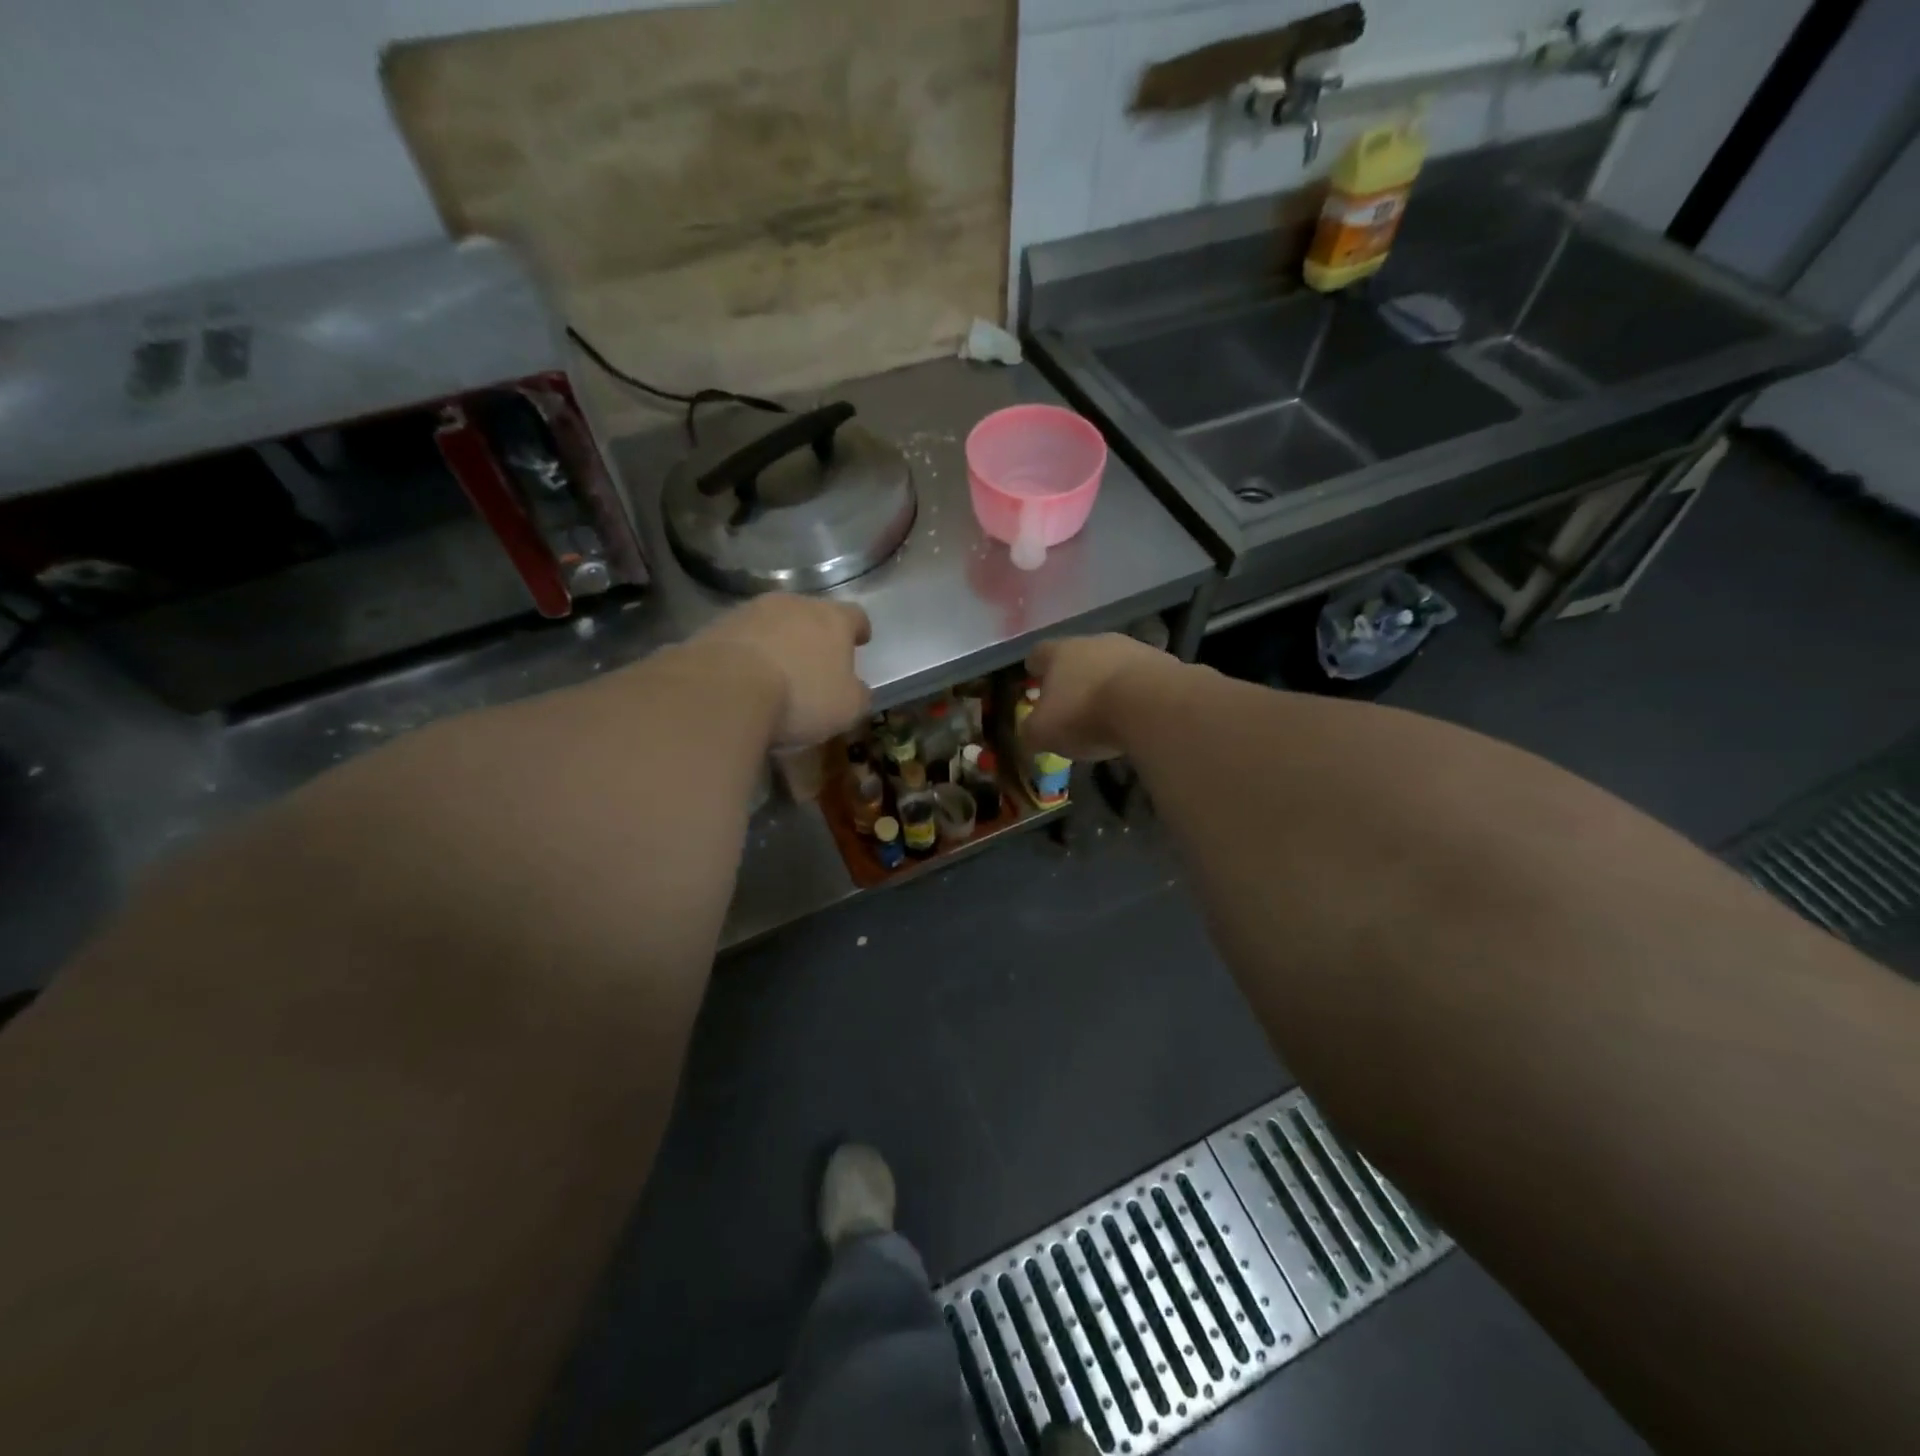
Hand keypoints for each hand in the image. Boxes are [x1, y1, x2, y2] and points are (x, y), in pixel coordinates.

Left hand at [694, 594, 872, 746]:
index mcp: (832, 619)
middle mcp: (792, 605)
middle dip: (814, 635)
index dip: (859, 629)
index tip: (861, 640)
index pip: (854, 615)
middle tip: (816, 661)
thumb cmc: (801, 697)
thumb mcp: (847, 708)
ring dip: (778, 642)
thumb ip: (858, 695)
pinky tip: (745, 679)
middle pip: (810, 614)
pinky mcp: (715, 627)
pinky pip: (741, 639)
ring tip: (777, 672)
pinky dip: (748, 654)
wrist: (724, 690)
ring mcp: (750, 612)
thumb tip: (858, 689)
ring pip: (772, 623)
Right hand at [1022, 633, 1181, 760]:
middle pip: (1077, 656)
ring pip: (1111, 665)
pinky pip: (1140, 678)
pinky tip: (1135, 716)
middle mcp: (1094, 641)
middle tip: (1071, 704)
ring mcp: (1132, 648)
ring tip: (1106, 713)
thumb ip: (1030, 732)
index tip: (1034, 683)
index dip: (1034, 669)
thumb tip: (1029, 733)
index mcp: (1059, 652)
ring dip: (1106, 684)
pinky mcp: (1163, 663)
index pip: (1038, 654)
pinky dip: (1134, 694)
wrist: (1151, 705)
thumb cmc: (1085, 714)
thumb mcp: (1043, 732)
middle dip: (1073, 678)